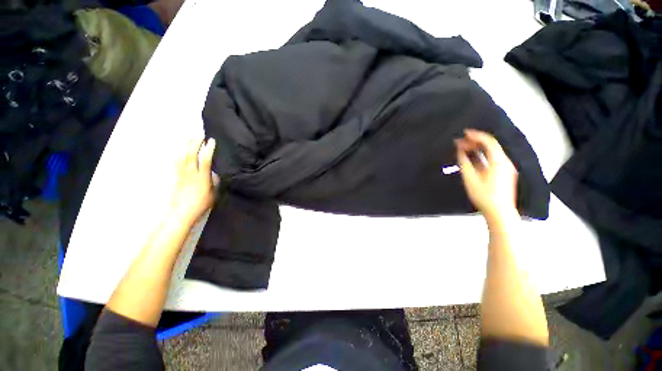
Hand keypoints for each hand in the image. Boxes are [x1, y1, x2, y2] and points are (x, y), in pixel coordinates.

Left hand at [169, 138, 215, 225]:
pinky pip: (177, 163)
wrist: (181, 213)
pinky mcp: (176, 177)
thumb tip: (214, 173)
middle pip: (190, 155)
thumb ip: (214, 182)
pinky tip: (181, 151)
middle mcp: (190, 174)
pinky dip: (179, 154)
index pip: (205, 160)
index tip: (211, 141)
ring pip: (182, 157)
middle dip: (195, 144)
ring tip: (190, 139)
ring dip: (186, 147)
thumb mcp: (213, 194)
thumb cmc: (201, 205)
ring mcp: (181, 175)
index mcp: (202, 178)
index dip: (208, 149)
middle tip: (200, 137)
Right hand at [455, 129, 517, 223]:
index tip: (464, 133)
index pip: (489, 142)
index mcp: (498, 161)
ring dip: (478, 148)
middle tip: (460, 141)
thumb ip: (465, 162)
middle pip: (491, 146)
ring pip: (491, 152)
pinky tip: (472, 157)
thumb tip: (461, 150)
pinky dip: (482, 155)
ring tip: (464, 147)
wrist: (500, 212)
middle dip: (475, 141)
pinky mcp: (503, 173)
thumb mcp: (470, 179)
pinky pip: (492, 159)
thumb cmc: (484, 195)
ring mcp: (505, 167)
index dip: (476, 135)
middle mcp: (504, 161)